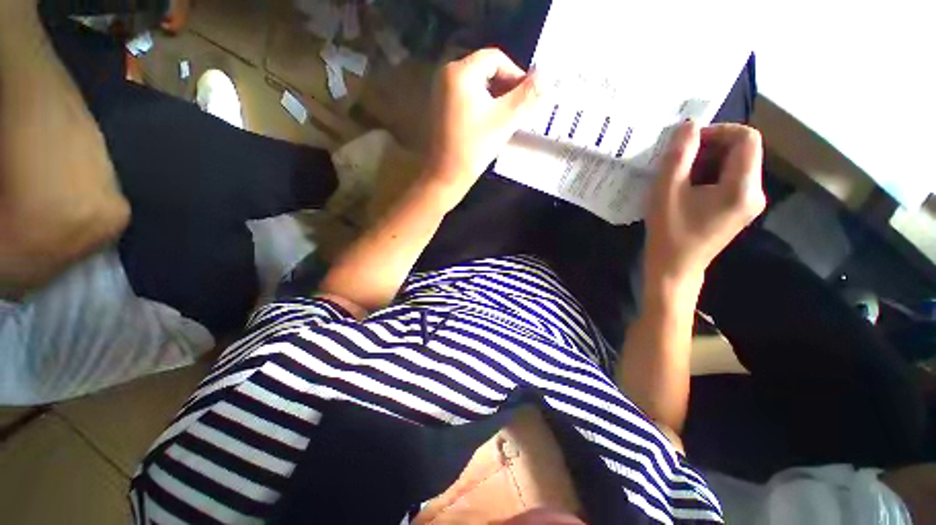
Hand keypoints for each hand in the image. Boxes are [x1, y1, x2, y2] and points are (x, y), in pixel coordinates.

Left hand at [423, 48, 540, 203]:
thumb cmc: (474, 147)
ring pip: (477, 85)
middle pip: (485, 70)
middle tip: (519, 109)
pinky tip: (489, 123)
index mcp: (460, 71)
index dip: (516, 74)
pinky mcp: (440, 108)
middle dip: (506, 87)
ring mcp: (441, 92)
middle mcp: (446, 74)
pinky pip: (467, 97)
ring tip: (507, 118)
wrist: (446, 176)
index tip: (527, 96)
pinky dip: (482, 105)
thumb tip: (547, 77)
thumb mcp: (504, 120)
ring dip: (496, 97)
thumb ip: (527, 96)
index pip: (495, 58)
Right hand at [645, 121, 765, 281]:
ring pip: (734, 165)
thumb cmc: (668, 232)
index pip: (746, 138)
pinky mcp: (739, 209)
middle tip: (678, 163)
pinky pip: (729, 180)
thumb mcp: (666, 191)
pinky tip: (686, 189)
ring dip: (706, 163)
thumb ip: (679, 155)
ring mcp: (749, 202)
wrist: (674, 268)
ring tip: (678, 178)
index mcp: (742, 187)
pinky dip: (708, 176)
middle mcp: (755, 192)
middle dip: (709, 149)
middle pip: (742, 151)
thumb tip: (689, 125)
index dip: (718, 131)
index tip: (688, 143)